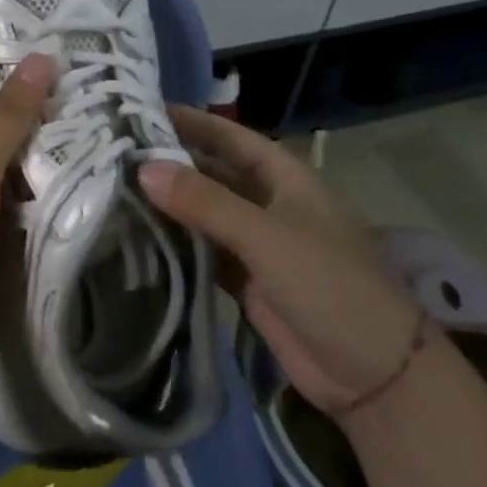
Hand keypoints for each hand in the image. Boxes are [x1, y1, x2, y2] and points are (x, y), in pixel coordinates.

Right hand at [140, 106, 420, 414]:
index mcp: (284, 178)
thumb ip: (205, 202)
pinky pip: (204, 253)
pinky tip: (138, 239)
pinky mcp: (247, 282)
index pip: (228, 137)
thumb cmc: (329, 285)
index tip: (139, 110)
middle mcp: (268, 203)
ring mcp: (257, 244)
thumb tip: (143, 168)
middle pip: (212, 174)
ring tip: (114, 191)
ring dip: (169, 206)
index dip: (190, 122)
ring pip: (204, 215)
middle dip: (170, 164)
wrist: (373, 376)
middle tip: (113, 153)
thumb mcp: (266, 236)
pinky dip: (176, 246)